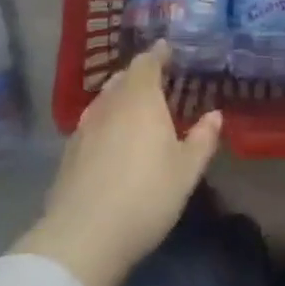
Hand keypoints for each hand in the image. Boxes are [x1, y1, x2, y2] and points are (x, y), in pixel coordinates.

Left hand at [16, 41, 221, 285]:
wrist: (84, 236)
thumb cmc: (145, 195)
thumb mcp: (186, 171)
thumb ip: (202, 139)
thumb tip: (215, 115)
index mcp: (140, 98)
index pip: (147, 62)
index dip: (158, 54)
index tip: (168, 49)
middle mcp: (110, 103)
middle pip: (123, 78)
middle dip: (140, 74)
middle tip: (157, 79)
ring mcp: (85, 126)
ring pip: (105, 99)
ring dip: (120, 96)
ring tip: (135, 106)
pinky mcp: (69, 151)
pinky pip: (92, 122)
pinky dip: (105, 120)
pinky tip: (111, 139)